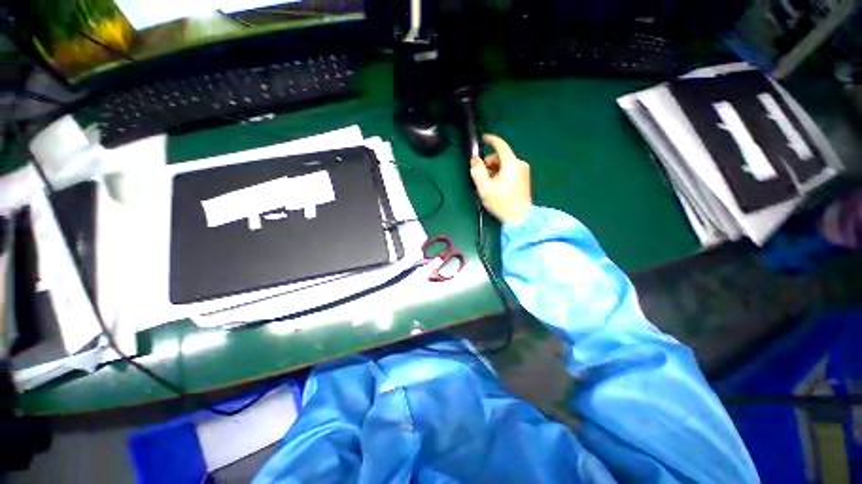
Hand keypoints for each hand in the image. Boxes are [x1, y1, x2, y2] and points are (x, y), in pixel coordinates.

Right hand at [470, 134, 531, 223]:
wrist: (520, 218)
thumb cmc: (502, 203)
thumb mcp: (485, 188)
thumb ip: (477, 172)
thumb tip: (474, 160)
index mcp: (511, 164)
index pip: (500, 145)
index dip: (491, 140)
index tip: (483, 138)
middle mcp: (519, 164)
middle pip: (501, 157)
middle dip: (489, 163)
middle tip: (481, 177)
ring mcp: (523, 172)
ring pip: (504, 164)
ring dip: (494, 170)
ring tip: (489, 185)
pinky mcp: (524, 179)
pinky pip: (510, 171)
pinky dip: (501, 174)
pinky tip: (497, 187)